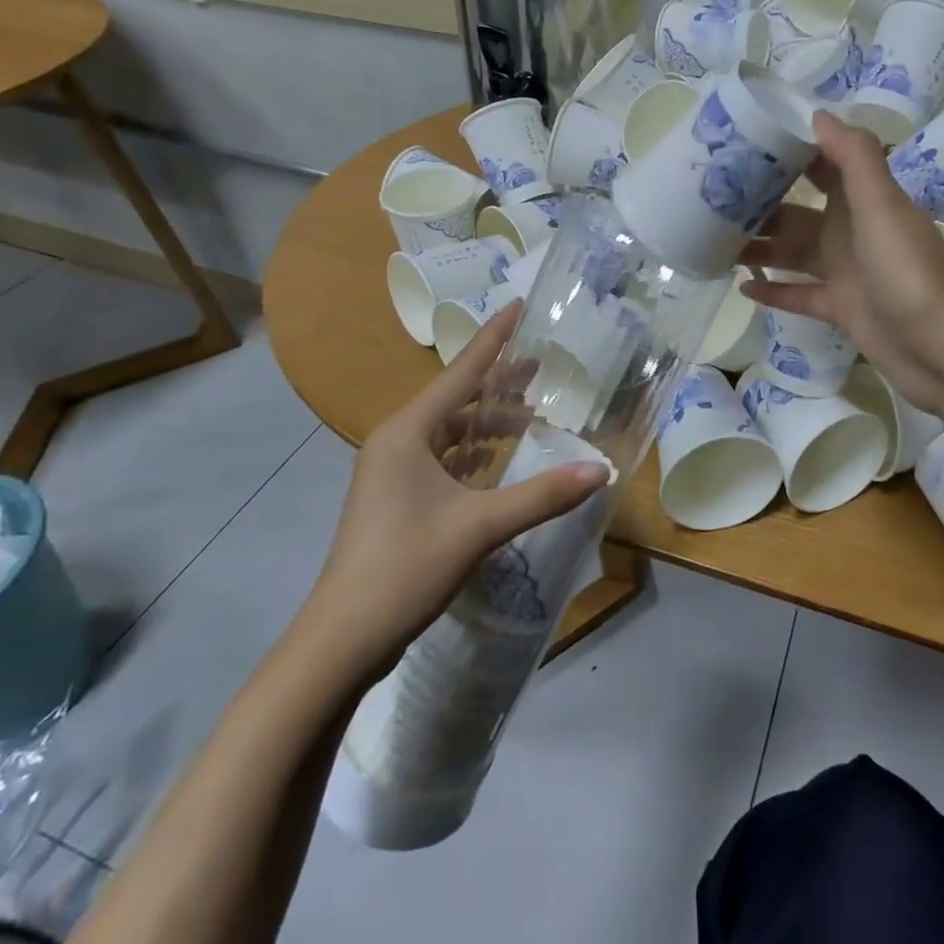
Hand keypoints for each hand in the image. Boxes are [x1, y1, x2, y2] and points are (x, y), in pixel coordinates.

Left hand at [298, 302, 608, 676]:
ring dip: (489, 423)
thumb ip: (542, 495)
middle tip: (542, 365)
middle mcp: (398, 442)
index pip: (462, 372)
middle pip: (458, 399)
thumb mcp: (480, 527)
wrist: (343, 638)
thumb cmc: (406, 567)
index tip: (518, 305)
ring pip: (451, 432)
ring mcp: (394, 473)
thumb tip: (600, 469)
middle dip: (499, 383)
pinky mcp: (398, 500)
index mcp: (408, 432)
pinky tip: (500, 460)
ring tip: (532, 414)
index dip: (494, 338)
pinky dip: (474, 454)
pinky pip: (444, 460)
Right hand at [741, 112, 943, 415]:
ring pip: (792, 253)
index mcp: (863, 201)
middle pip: (798, 212)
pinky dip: (773, 290)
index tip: (745, 143)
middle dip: (761, 204)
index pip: (822, 166)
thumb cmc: (907, 269)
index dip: (789, 152)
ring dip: (760, 247)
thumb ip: (854, 158)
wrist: (939, 346)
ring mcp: (846, 273)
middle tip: (713, 198)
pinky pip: (798, 295)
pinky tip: (740, 286)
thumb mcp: (882, 204)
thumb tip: (817, 115)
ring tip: (713, 241)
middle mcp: (852, 231)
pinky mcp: (840, 309)